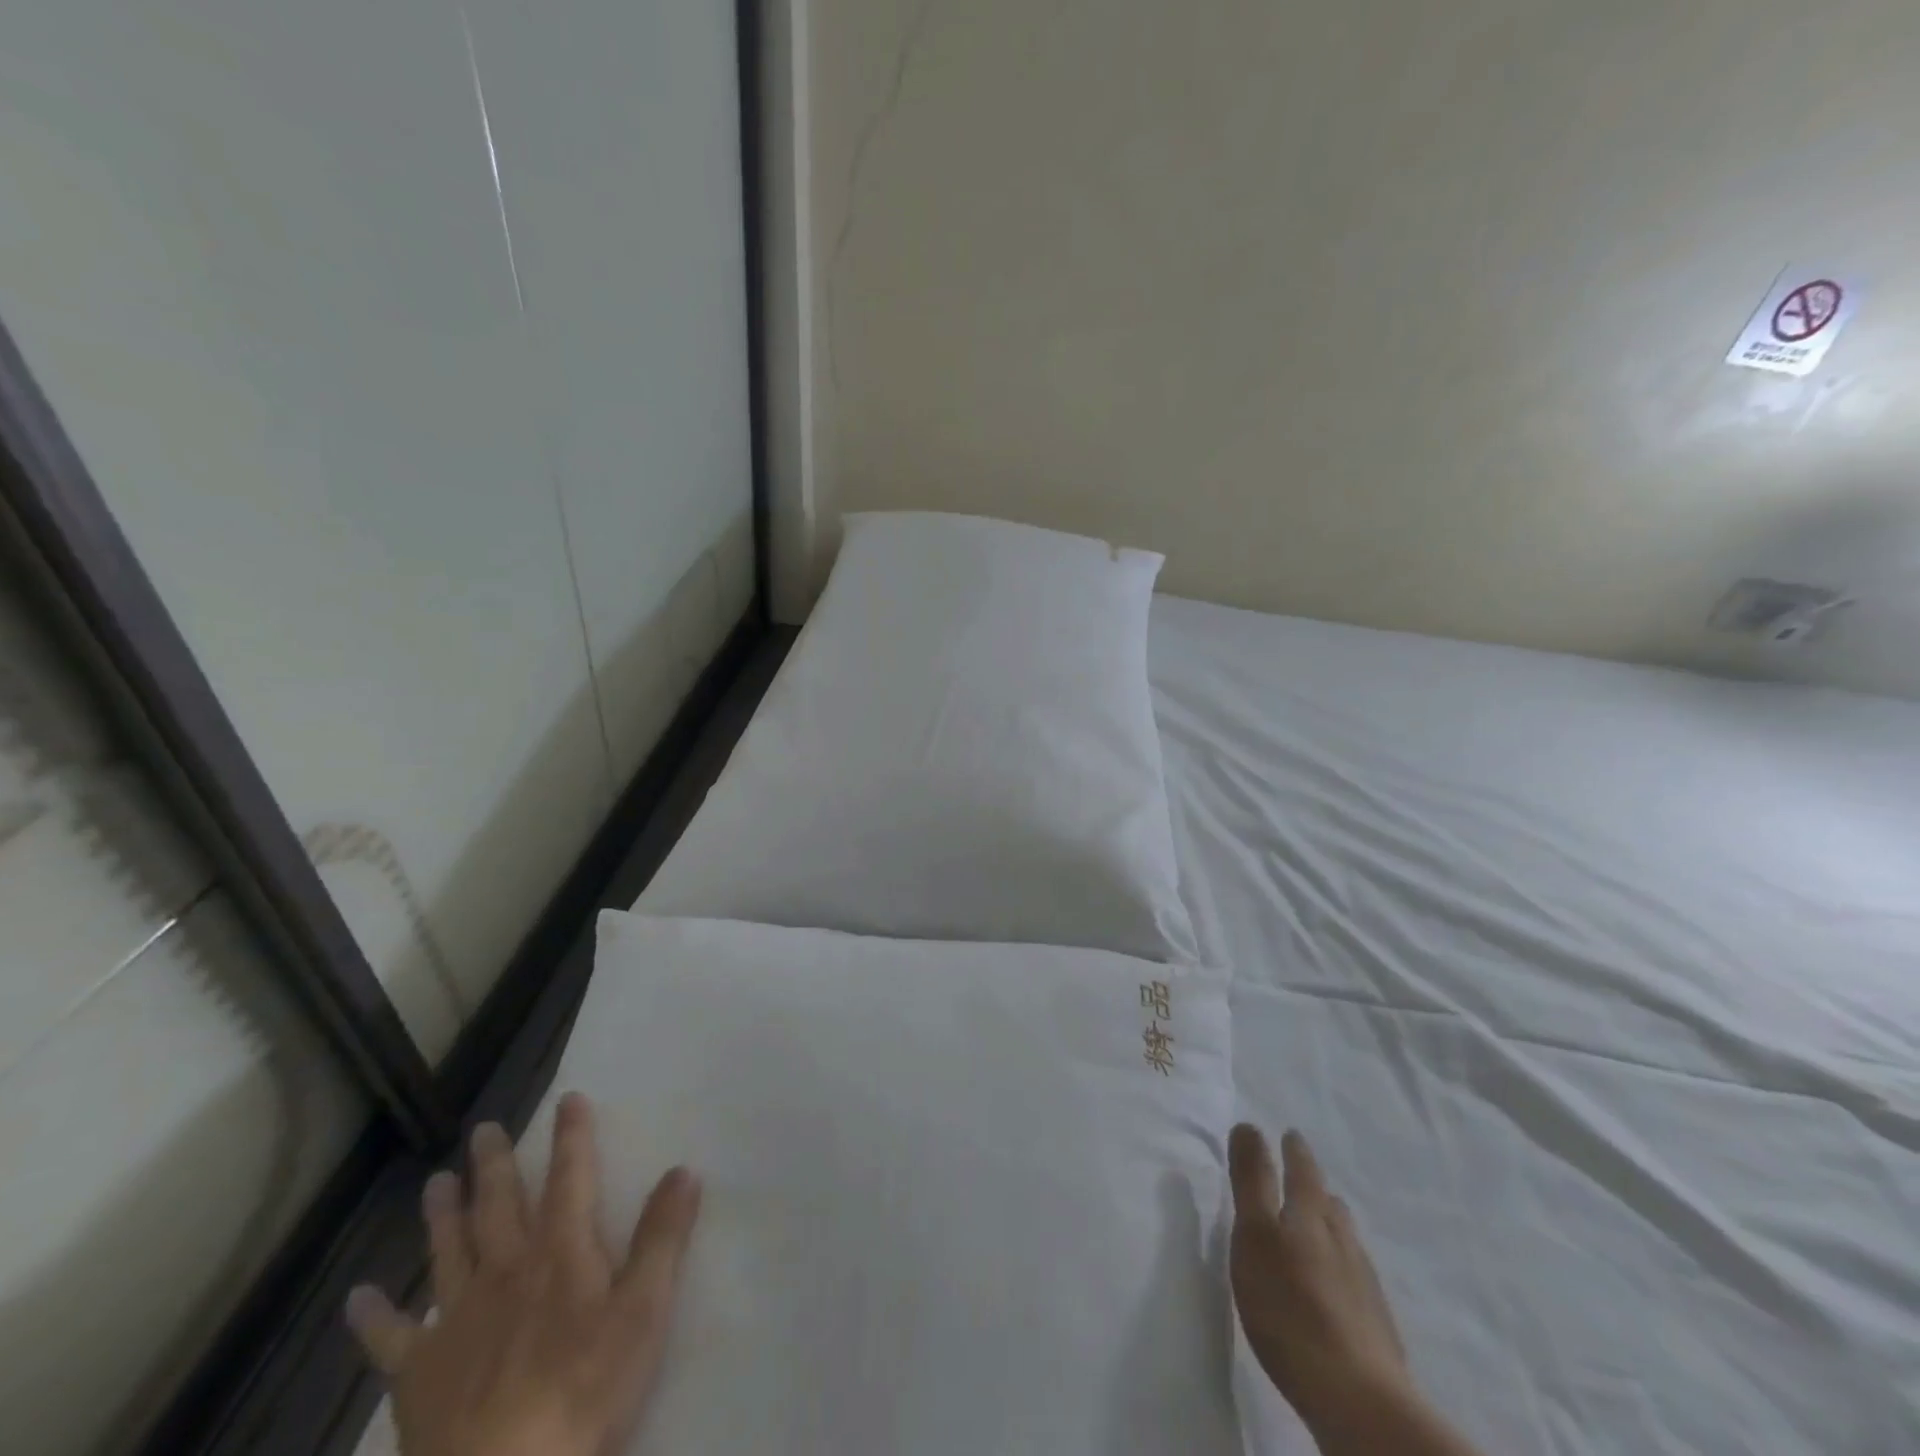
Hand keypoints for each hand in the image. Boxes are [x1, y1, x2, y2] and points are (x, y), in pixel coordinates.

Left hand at [346, 1094, 701, 1455]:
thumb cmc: (586, 1390)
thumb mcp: (644, 1310)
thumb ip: (663, 1237)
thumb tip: (683, 1169)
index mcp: (560, 1252)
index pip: (570, 1178)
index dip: (571, 1136)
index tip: (567, 1098)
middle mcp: (506, 1271)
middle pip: (499, 1206)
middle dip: (494, 1165)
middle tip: (483, 1129)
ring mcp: (457, 1321)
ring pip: (449, 1252)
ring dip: (442, 1215)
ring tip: (435, 1181)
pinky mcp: (419, 1376)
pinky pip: (390, 1340)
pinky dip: (374, 1317)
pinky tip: (358, 1296)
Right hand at [1228, 1124, 1411, 1432]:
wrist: (1356, 1398)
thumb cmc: (1289, 1305)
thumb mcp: (1255, 1234)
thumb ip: (1252, 1180)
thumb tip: (1249, 1125)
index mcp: (1312, 1215)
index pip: (1303, 1170)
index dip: (1294, 1151)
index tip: (1290, 1134)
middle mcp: (1343, 1241)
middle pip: (1329, 1205)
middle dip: (1314, 1189)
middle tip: (1302, 1179)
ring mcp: (1364, 1286)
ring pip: (1345, 1242)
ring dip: (1330, 1229)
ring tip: (1316, 1230)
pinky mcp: (1375, 1329)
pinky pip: (1355, 1281)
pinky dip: (1340, 1270)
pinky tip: (1335, 1289)